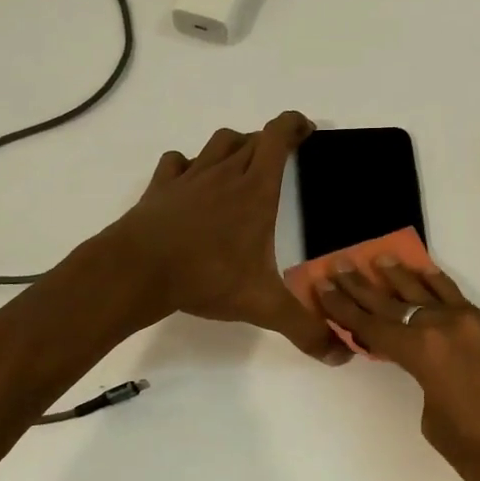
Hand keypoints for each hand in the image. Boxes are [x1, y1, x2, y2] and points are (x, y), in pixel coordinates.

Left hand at [106, 112, 349, 363]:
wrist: (137, 271)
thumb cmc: (206, 277)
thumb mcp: (263, 305)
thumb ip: (304, 327)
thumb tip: (342, 355)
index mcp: (256, 189)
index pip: (278, 136)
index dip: (294, 125)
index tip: (307, 131)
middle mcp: (224, 173)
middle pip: (251, 138)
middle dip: (270, 141)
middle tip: (281, 162)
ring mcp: (189, 177)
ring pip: (217, 142)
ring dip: (233, 147)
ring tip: (240, 168)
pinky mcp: (161, 187)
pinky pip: (177, 162)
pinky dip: (188, 165)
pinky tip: (191, 184)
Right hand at [314, 260, 479, 480]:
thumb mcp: (439, 427)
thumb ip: (428, 386)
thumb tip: (436, 370)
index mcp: (427, 353)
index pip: (374, 326)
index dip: (344, 307)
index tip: (323, 284)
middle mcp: (453, 327)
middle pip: (399, 302)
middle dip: (366, 286)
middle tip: (342, 264)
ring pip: (437, 294)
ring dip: (407, 279)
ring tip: (384, 259)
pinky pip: (467, 309)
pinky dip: (444, 297)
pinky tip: (435, 290)